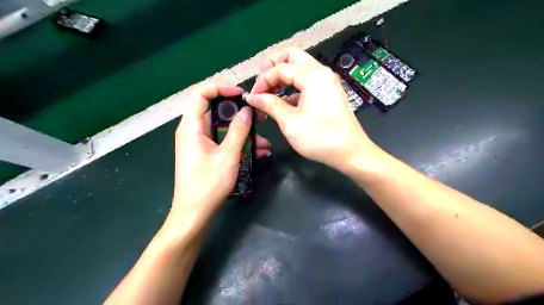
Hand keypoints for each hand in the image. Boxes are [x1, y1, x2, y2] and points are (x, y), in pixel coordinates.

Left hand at [171, 82, 270, 224]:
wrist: (195, 213)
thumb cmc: (208, 184)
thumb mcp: (228, 155)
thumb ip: (238, 130)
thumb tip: (246, 111)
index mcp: (191, 126)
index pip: (201, 94)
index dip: (221, 88)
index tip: (242, 94)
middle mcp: (193, 131)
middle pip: (215, 110)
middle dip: (238, 112)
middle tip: (258, 116)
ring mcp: (200, 143)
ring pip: (222, 128)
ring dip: (243, 131)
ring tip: (264, 139)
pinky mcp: (206, 153)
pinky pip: (223, 141)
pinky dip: (238, 143)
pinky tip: (259, 152)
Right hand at [249, 47, 381, 170]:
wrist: (350, 152)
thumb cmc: (319, 138)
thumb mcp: (290, 122)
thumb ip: (270, 105)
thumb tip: (252, 97)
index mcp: (312, 76)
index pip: (281, 68)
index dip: (263, 80)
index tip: (253, 96)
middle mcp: (321, 72)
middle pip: (293, 56)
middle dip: (273, 65)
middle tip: (262, 81)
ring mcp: (327, 81)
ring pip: (301, 68)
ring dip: (283, 75)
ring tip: (270, 92)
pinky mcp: (329, 92)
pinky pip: (308, 81)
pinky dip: (294, 86)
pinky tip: (285, 102)